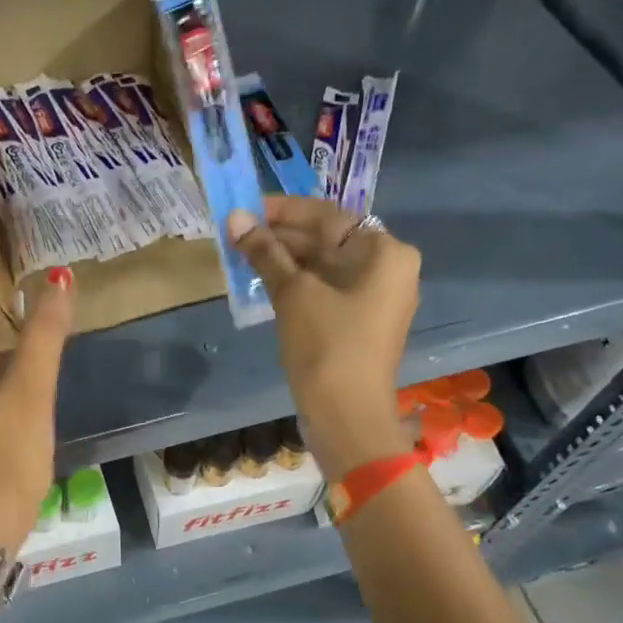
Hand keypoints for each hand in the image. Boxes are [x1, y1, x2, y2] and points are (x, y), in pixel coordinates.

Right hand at [227, 196, 420, 477]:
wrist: (346, 415)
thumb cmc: (326, 345)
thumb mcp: (293, 293)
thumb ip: (265, 252)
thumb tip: (234, 218)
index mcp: (384, 252)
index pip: (327, 216)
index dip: (282, 210)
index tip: (244, 208)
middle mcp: (388, 268)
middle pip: (327, 239)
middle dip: (280, 236)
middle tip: (236, 233)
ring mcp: (375, 297)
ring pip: (323, 265)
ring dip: (283, 259)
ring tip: (241, 254)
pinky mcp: (359, 321)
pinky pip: (325, 288)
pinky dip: (295, 282)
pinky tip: (261, 280)